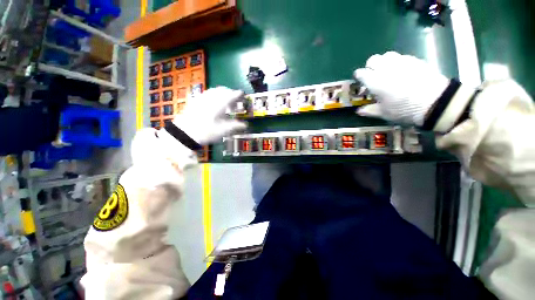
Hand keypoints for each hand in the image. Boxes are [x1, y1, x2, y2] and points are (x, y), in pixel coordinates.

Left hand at [172, 87, 246, 143]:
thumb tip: (245, 125)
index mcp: (219, 105)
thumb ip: (235, 126)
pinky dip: (215, 95)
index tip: (243, 95)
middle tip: (235, 103)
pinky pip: (208, 93)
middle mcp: (211, 98)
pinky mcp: (196, 100)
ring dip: (223, 94)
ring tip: (226, 103)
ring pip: (215, 90)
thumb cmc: (206, 132)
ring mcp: (202, 98)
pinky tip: (214, 103)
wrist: (185, 133)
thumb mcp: (223, 130)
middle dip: (231, 94)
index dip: (238, 95)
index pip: (231, 95)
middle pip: (223, 90)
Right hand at [354, 52, 448, 125]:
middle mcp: (386, 68)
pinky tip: (402, 72)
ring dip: (384, 62)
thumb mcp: (384, 113)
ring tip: (387, 72)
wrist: (436, 102)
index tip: (360, 81)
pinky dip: (398, 62)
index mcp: (375, 81)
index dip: (359, 76)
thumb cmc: (404, 109)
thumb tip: (359, 111)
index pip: (361, 73)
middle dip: (370, 66)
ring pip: (387, 55)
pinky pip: (402, 57)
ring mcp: (402, 62)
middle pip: (373, 59)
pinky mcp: (415, 60)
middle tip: (373, 76)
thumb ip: (369, 110)